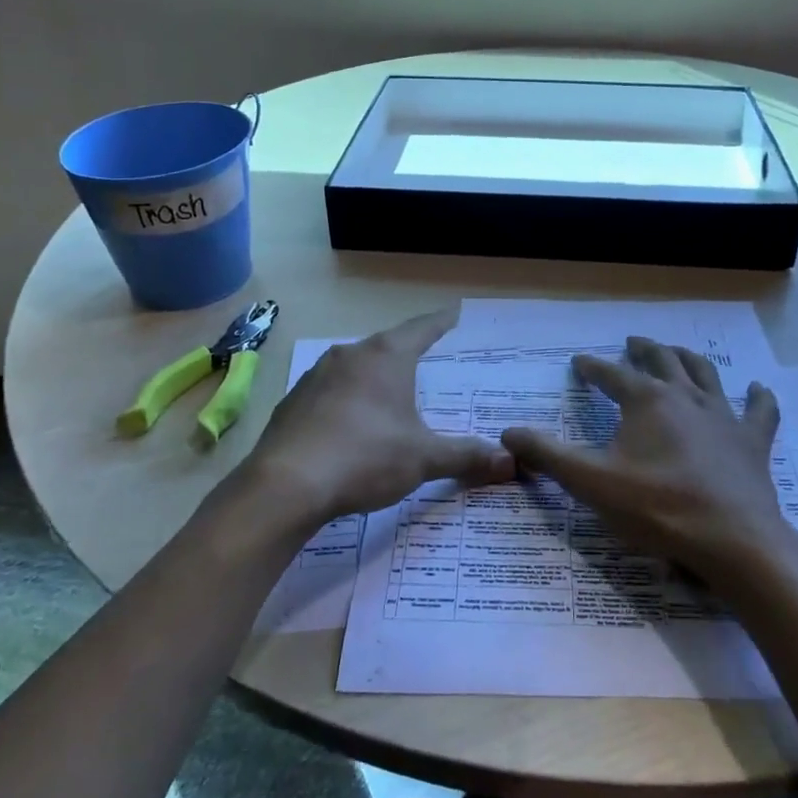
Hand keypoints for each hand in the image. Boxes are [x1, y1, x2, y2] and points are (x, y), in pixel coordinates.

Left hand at [242, 308, 514, 525]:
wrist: (286, 485)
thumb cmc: (365, 457)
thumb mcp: (423, 458)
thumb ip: (466, 456)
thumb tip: (511, 463)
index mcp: (386, 356)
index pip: (422, 328)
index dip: (441, 322)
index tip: (454, 313)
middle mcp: (350, 355)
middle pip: (387, 345)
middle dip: (408, 353)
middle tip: (428, 362)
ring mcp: (317, 376)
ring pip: (356, 367)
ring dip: (374, 377)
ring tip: (390, 396)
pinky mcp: (293, 401)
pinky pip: (330, 391)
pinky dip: (347, 400)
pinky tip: (351, 426)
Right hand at [500, 338, 790, 584]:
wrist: (733, 542)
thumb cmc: (658, 508)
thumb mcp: (591, 482)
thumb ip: (548, 456)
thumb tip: (507, 434)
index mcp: (645, 400)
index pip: (611, 374)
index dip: (592, 368)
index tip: (579, 361)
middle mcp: (684, 396)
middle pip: (661, 360)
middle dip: (643, 349)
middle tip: (632, 341)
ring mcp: (723, 416)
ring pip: (704, 373)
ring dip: (687, 358)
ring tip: (676, 351)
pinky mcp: (752, 441)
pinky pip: (759, 412)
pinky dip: (758, 397)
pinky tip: (758, 388)